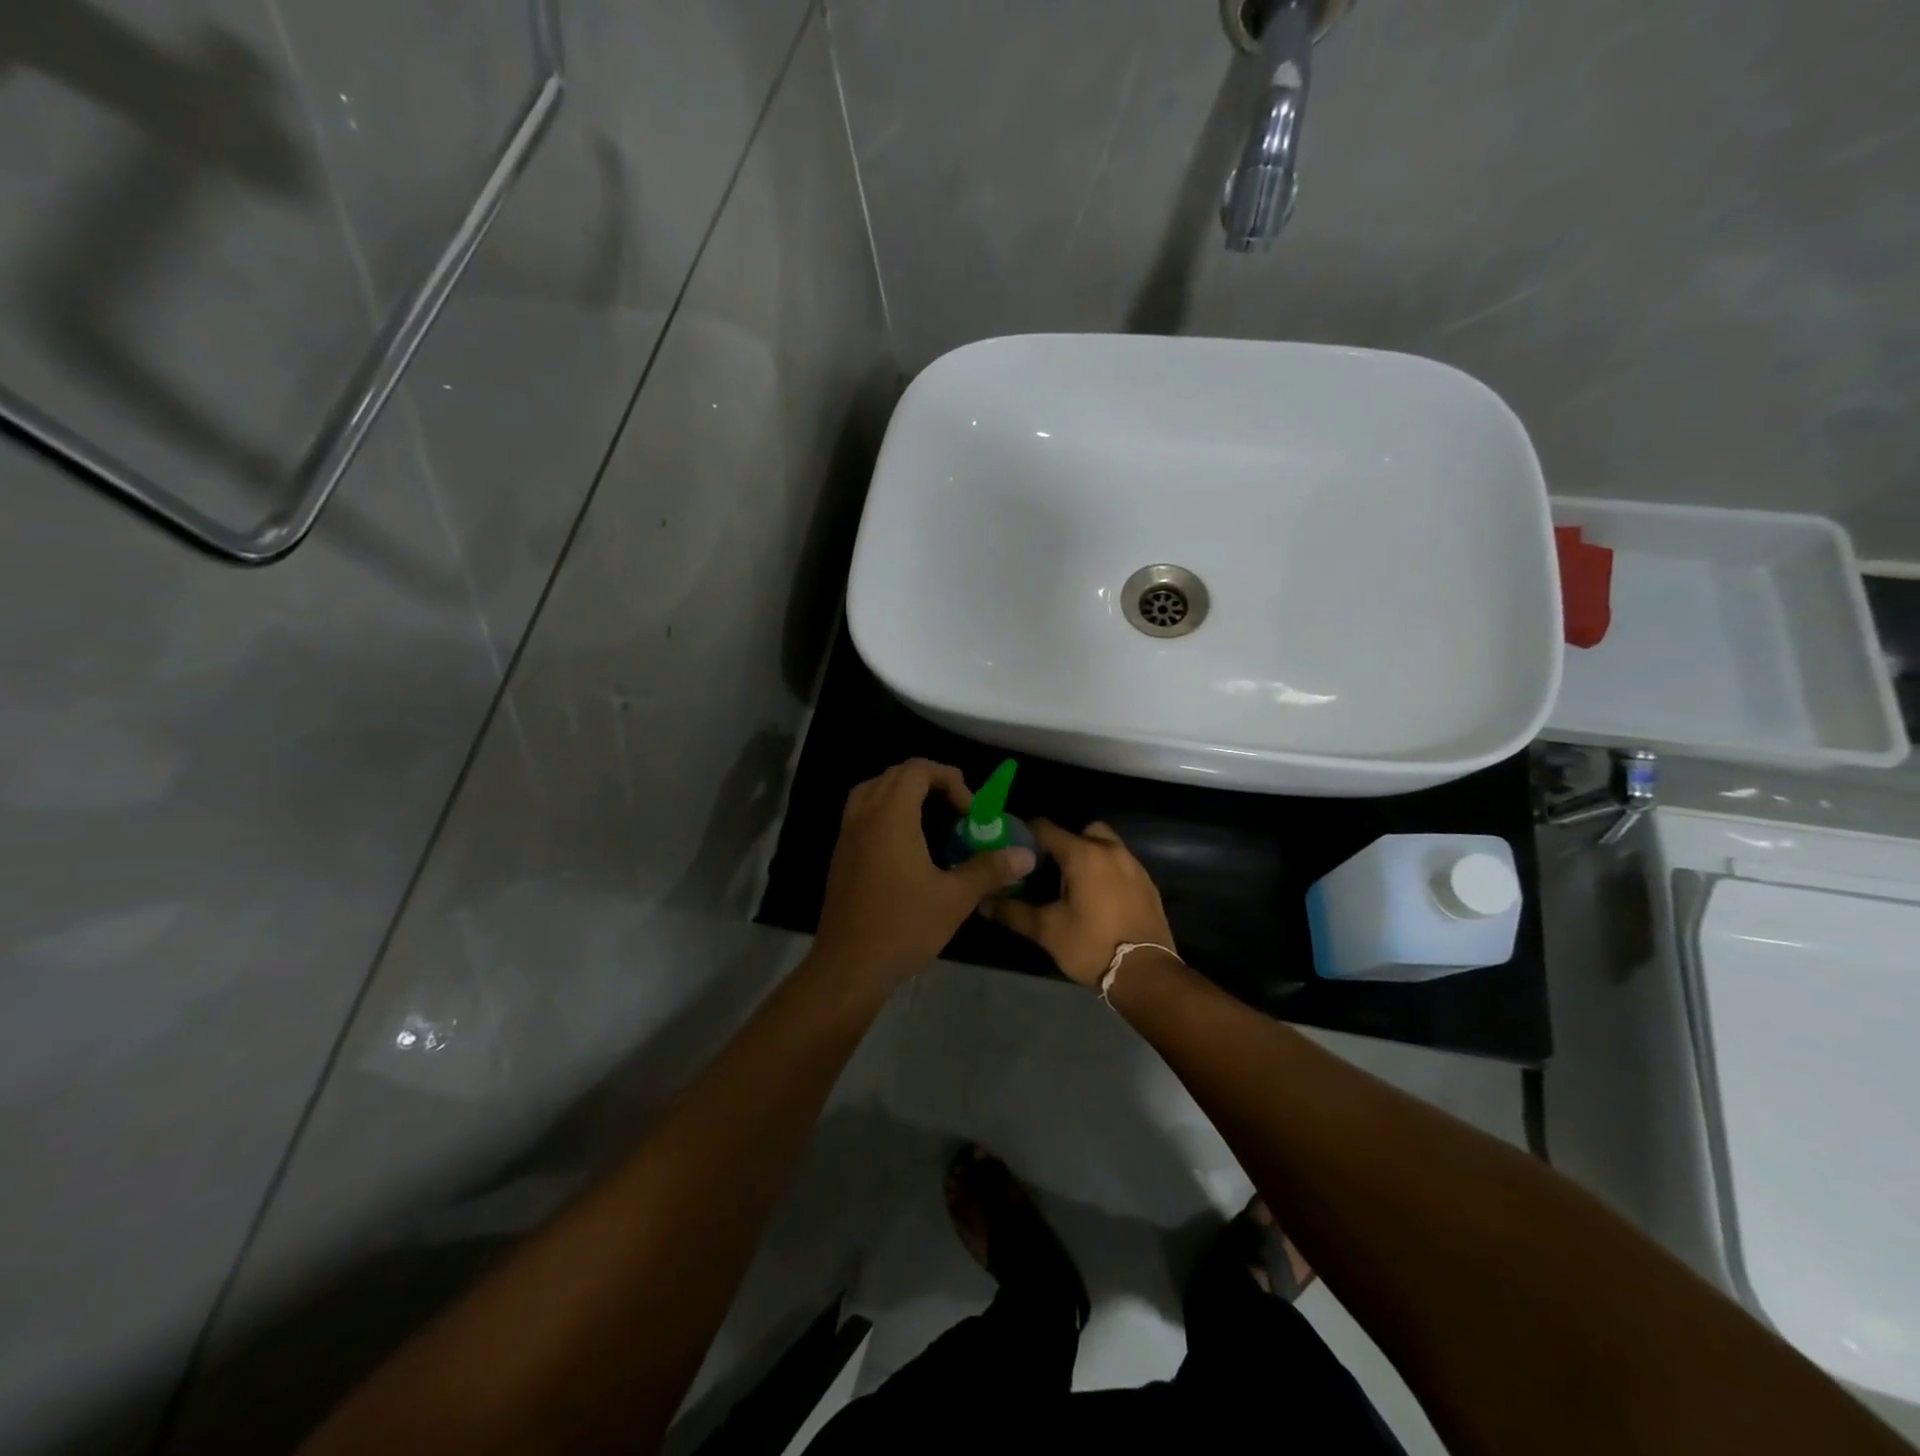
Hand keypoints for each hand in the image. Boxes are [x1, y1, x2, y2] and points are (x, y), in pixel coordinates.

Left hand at [814, 759, 1035, 987]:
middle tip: (956, 810)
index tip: (970, 811)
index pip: (917, 769)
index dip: (949, 779)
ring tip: (933, 819)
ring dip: (904, 794)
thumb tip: (1026, 855)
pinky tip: (907, 845)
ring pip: (873, 791)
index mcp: (890, 816)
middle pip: (894, 775)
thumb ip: (990, 869)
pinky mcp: (841, 855)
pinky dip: (886, 813)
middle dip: (929, 782)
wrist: (848, 966)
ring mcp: (847, 835)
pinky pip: (862, 814)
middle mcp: (864, 816)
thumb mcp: (955, 898)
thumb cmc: (903, 926)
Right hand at [982, 820, 1175, 986]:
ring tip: (1071, 884)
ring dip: (1086, 855)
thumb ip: (1012, 912)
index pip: (1045, 828)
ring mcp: (1133, 865)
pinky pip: (1120, 864)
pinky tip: (1097, 898)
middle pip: (1080, 831)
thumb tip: (983, 902)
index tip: (1011, 849)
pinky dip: (1105, 870)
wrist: (1146, 973)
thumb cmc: (1091, 946)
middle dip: (1061, 843)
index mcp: (1082, 854)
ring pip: (1104, 845)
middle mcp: (1110, 850)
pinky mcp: (1147, 883)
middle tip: (1045, 869)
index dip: (1024, 834)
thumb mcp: (1047, 930)